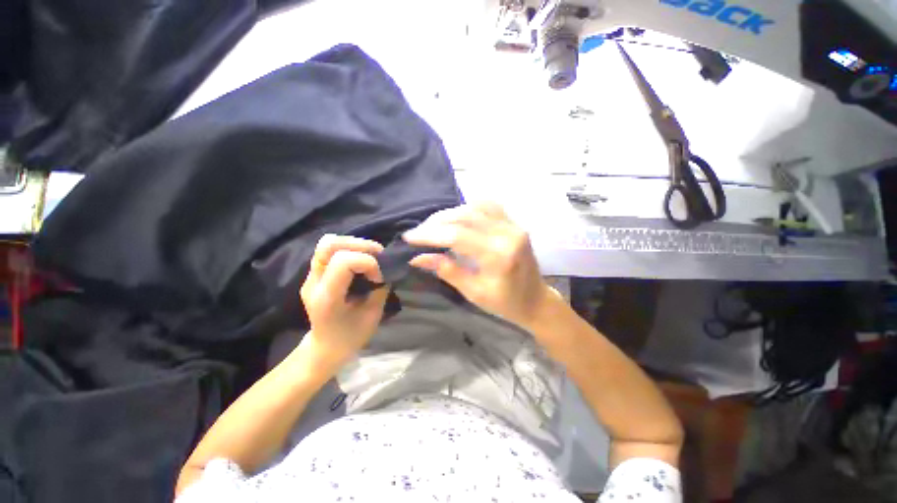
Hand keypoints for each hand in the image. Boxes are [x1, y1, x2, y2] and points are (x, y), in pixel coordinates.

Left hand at [299, 235, 388, 370]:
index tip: (379, 277)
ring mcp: (311, 276)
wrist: (325, 348)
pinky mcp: (315, 273)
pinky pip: (330, 249)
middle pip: (330, 244)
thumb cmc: (350, 337)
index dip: (368, 263)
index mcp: (326, 297)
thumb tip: (389, 269)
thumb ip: (380, 289)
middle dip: (360, 244)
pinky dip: (350, 248)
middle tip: (378, 256)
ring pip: (328, 243)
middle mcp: (313, 282)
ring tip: (371, 255)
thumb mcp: (373, 315)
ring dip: (355, 244)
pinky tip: (361, 260)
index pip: (343, 262)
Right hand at [404, 202, 553, 328]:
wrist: (536, 300)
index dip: (430, 235)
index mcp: (499, 256)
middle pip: (465, 216)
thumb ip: (446, 270)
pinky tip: (457, 217)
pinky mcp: (514, 223)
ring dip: (451, 213)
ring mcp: (513, 225)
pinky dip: (468, 208)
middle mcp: (508, 234)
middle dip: (436, 222)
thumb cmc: (505, 303)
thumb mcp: (473, 292)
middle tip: (419, 231)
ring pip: (475, 206)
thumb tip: (417, 257)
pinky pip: (488, 206)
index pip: (457, 236)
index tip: (409, 237)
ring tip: (434, 224)